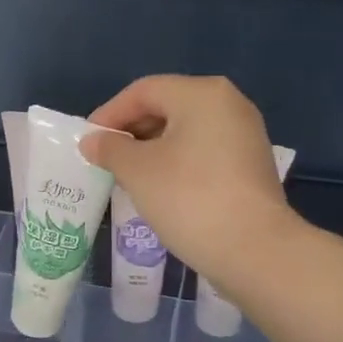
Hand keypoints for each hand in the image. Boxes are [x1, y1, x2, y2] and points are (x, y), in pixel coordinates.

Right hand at [81, 75, 293, 287]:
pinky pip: (204, 152)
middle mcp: (229, 104)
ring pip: (186, 131)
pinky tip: (160, 188)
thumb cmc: (189, 198)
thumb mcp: (138, 171)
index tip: (88, 141)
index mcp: (202, 94)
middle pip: (167, 106)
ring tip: (127, 175)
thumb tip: (92, 141)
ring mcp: (246, 134)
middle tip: (105, 159)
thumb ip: (111, 149)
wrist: (254, 250)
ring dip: (152, 149)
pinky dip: (177, 162)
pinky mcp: (251, 165)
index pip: (144, 91)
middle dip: (132, 131)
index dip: (110, 113)